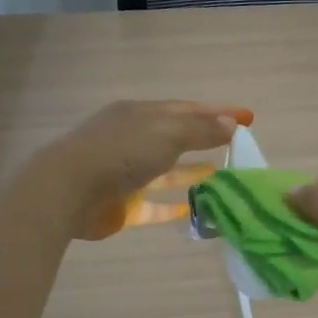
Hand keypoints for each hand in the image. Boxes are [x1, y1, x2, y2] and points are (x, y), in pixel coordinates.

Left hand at [45, 101, 251, 239]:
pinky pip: (156, 205)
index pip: (187, 109)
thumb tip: (232, 124)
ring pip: (167, 171)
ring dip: (193, 171)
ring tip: (225, 175)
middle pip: (177, 137)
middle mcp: (133, 139)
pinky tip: (197, 208)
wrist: (68, 191)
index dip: (218, 111)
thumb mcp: (167, 133)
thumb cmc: (121, 152)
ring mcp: (126, 172)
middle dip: (206, 140)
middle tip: (238, 146)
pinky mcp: (123, 204)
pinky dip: (175, 205)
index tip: (249, 117)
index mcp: (141, 114)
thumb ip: (201, 130)